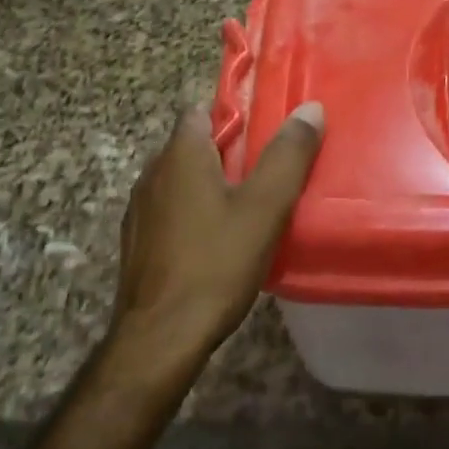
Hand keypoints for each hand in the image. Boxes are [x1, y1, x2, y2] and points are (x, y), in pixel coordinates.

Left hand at [110, 102, 324, 365]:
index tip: (269, 129)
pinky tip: (220, 240)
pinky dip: (196, 212)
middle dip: (231, 151)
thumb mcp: (265, 207)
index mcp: (180, 154)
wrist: (159, 340)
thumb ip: (288, 155)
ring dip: (213, 183)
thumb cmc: (215, 264)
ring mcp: (140, 210)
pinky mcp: (138, 243)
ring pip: (182, 180)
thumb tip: (310, 108)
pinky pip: (172, 210)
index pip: (203, 110)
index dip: (236, 113)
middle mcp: (153, 173)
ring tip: (251, 204)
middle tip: (270, 169)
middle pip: (194, 145)